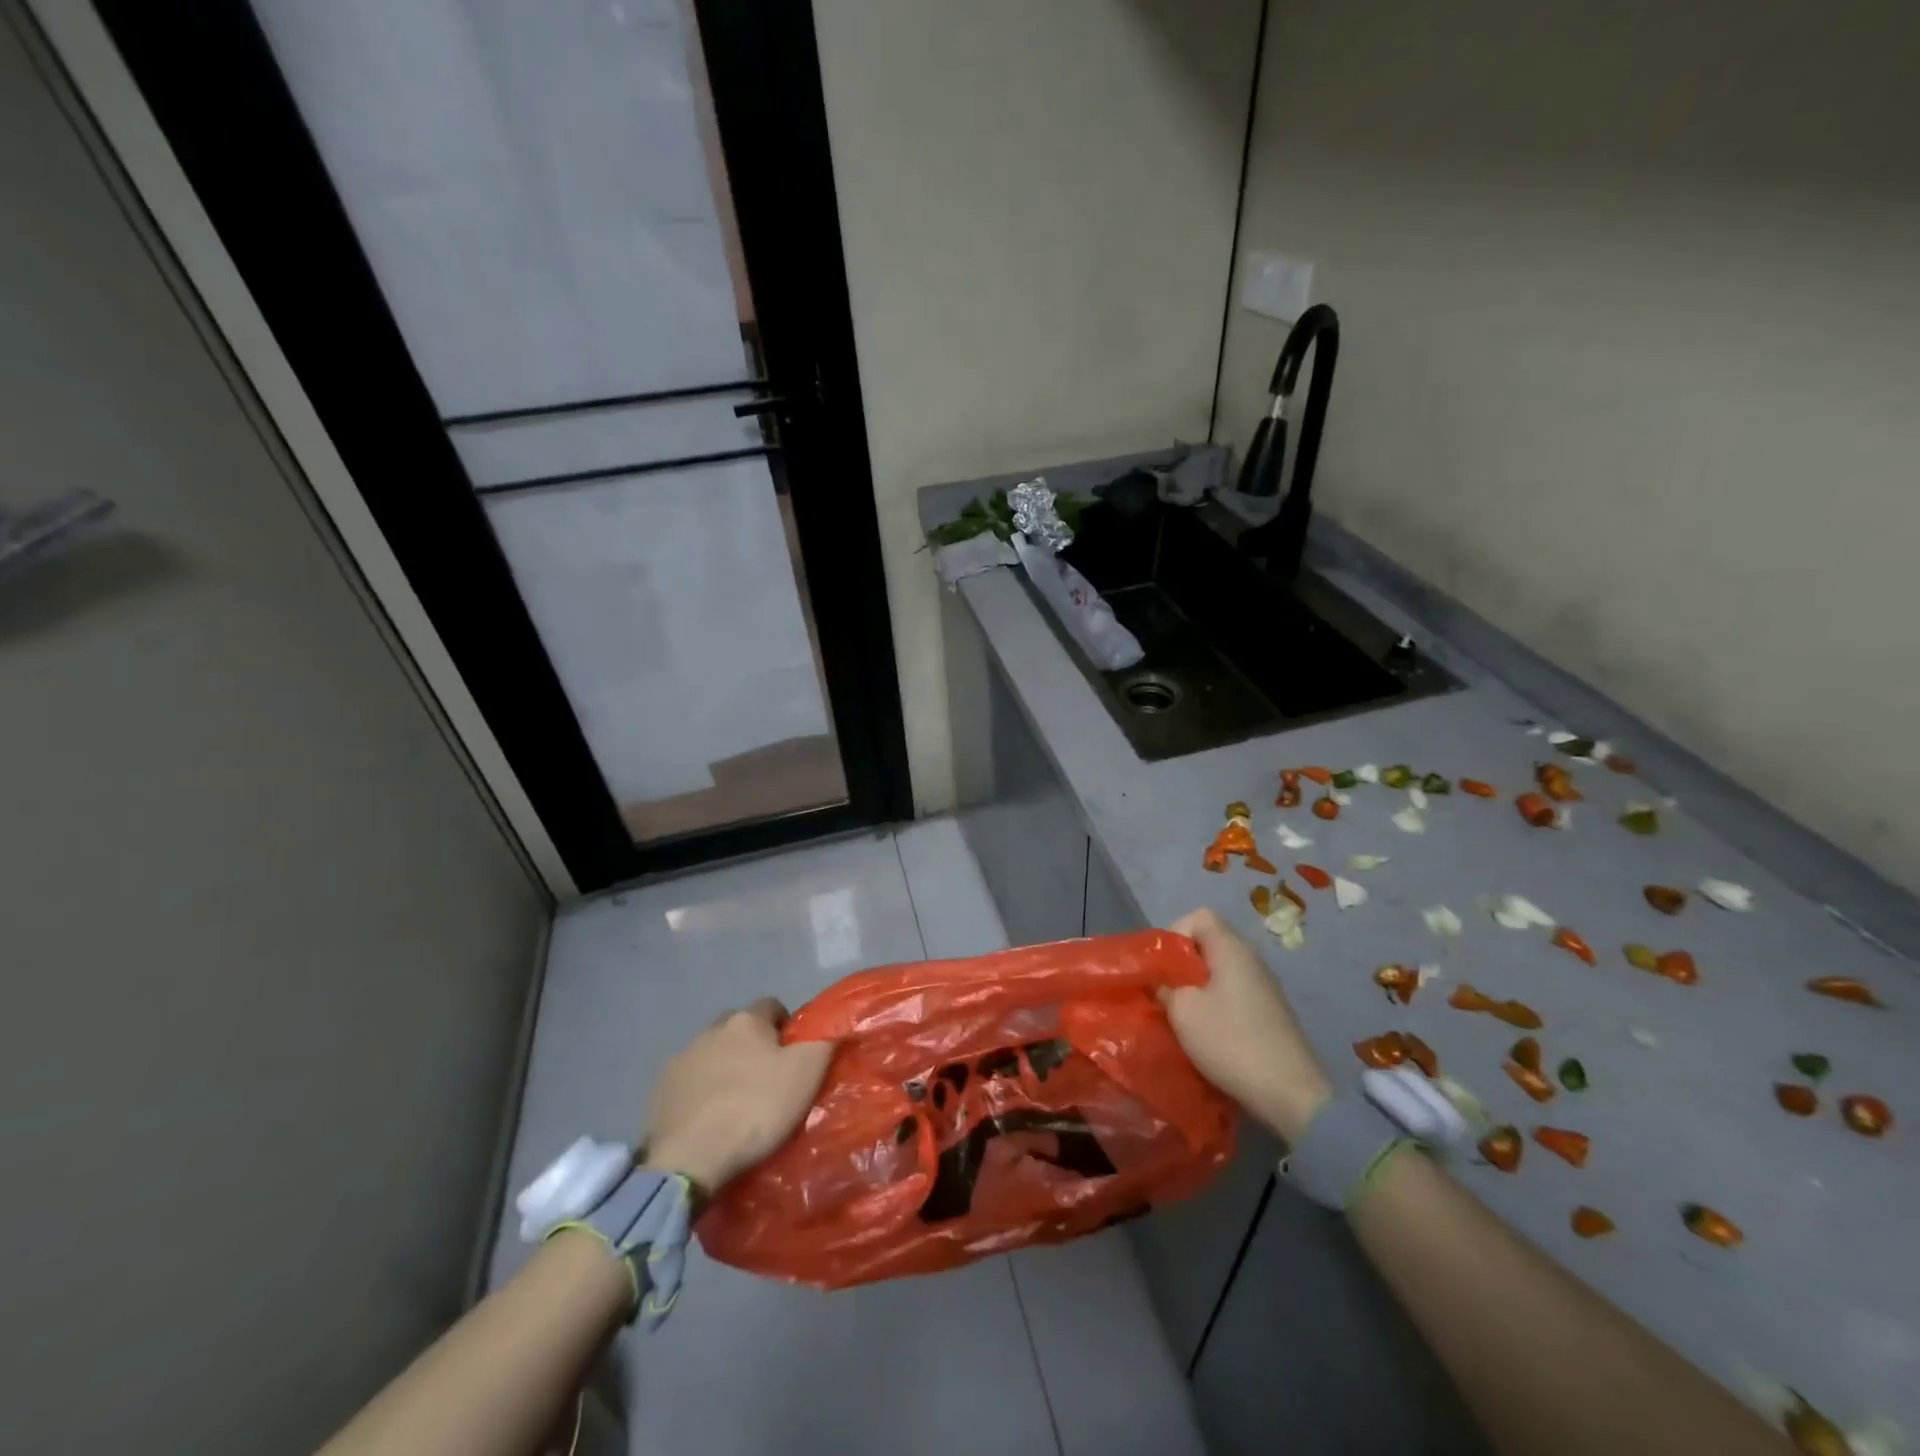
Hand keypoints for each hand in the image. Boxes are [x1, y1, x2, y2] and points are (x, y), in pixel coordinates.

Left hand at [642, 998, 833, 1193]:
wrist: (690, 1158)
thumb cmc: (755, 1109)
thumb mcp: (806, 1075)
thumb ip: (823, 1043)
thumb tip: (833, 1026)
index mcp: (746, 1021)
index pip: (772, 1005)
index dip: (786, 1027)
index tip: (793, 1055)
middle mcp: (710, 1029)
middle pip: (738, 1028)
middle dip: (752, 1045)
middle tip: (767, 1080)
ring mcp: (681, 1059)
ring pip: (711, 1054)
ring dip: (724, 1069)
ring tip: (736, 1104)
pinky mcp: (660, 1090)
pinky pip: (688, 1082)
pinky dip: (700, 1093)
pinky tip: (709, 1119)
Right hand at [1162, 908, 1331, 1142]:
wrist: (1290, 1094)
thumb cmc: (1231, 1041)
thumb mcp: (1183, 1012)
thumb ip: (1164, 988)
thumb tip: (1161, 982)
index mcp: (1232, 948)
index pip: (1199, 916)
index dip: (1174, 932)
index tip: (1161, 964)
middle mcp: (1252, 959)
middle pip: (1209, 943)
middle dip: (1181, 963)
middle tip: (1164, 990)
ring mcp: (1265, 986)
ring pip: (1220, 971)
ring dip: (1197, 987)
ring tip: (1181, 1014)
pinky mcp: (1270, 1012)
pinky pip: (1233, 993)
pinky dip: (1215, 1004)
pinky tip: (1207, 1031)